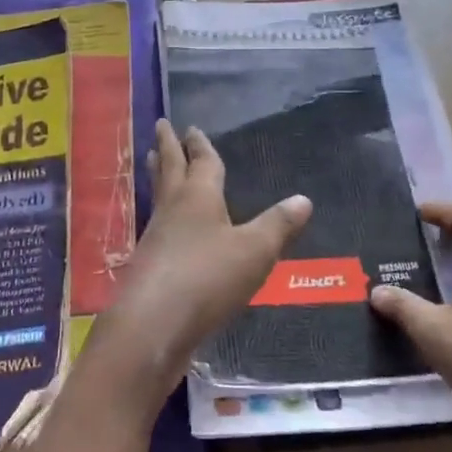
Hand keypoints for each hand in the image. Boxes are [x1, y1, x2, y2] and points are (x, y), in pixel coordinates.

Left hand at [82, 121, 311, 413]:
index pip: (202, 163)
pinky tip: (165, 226)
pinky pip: (156, 226)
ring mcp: (155, 237)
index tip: (191, 127)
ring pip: (158, 195)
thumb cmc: (207, 278)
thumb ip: (278, 225)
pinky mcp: (147, 265)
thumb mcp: (255, 251)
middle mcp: (173, 209)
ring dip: (159, 175)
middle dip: (168, 147)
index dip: (200, 145)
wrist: (153, 325)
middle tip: (160, 126)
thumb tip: (303, 199)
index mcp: (198, 197)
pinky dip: (161, 214)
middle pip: (170, 170)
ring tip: (154, 162)